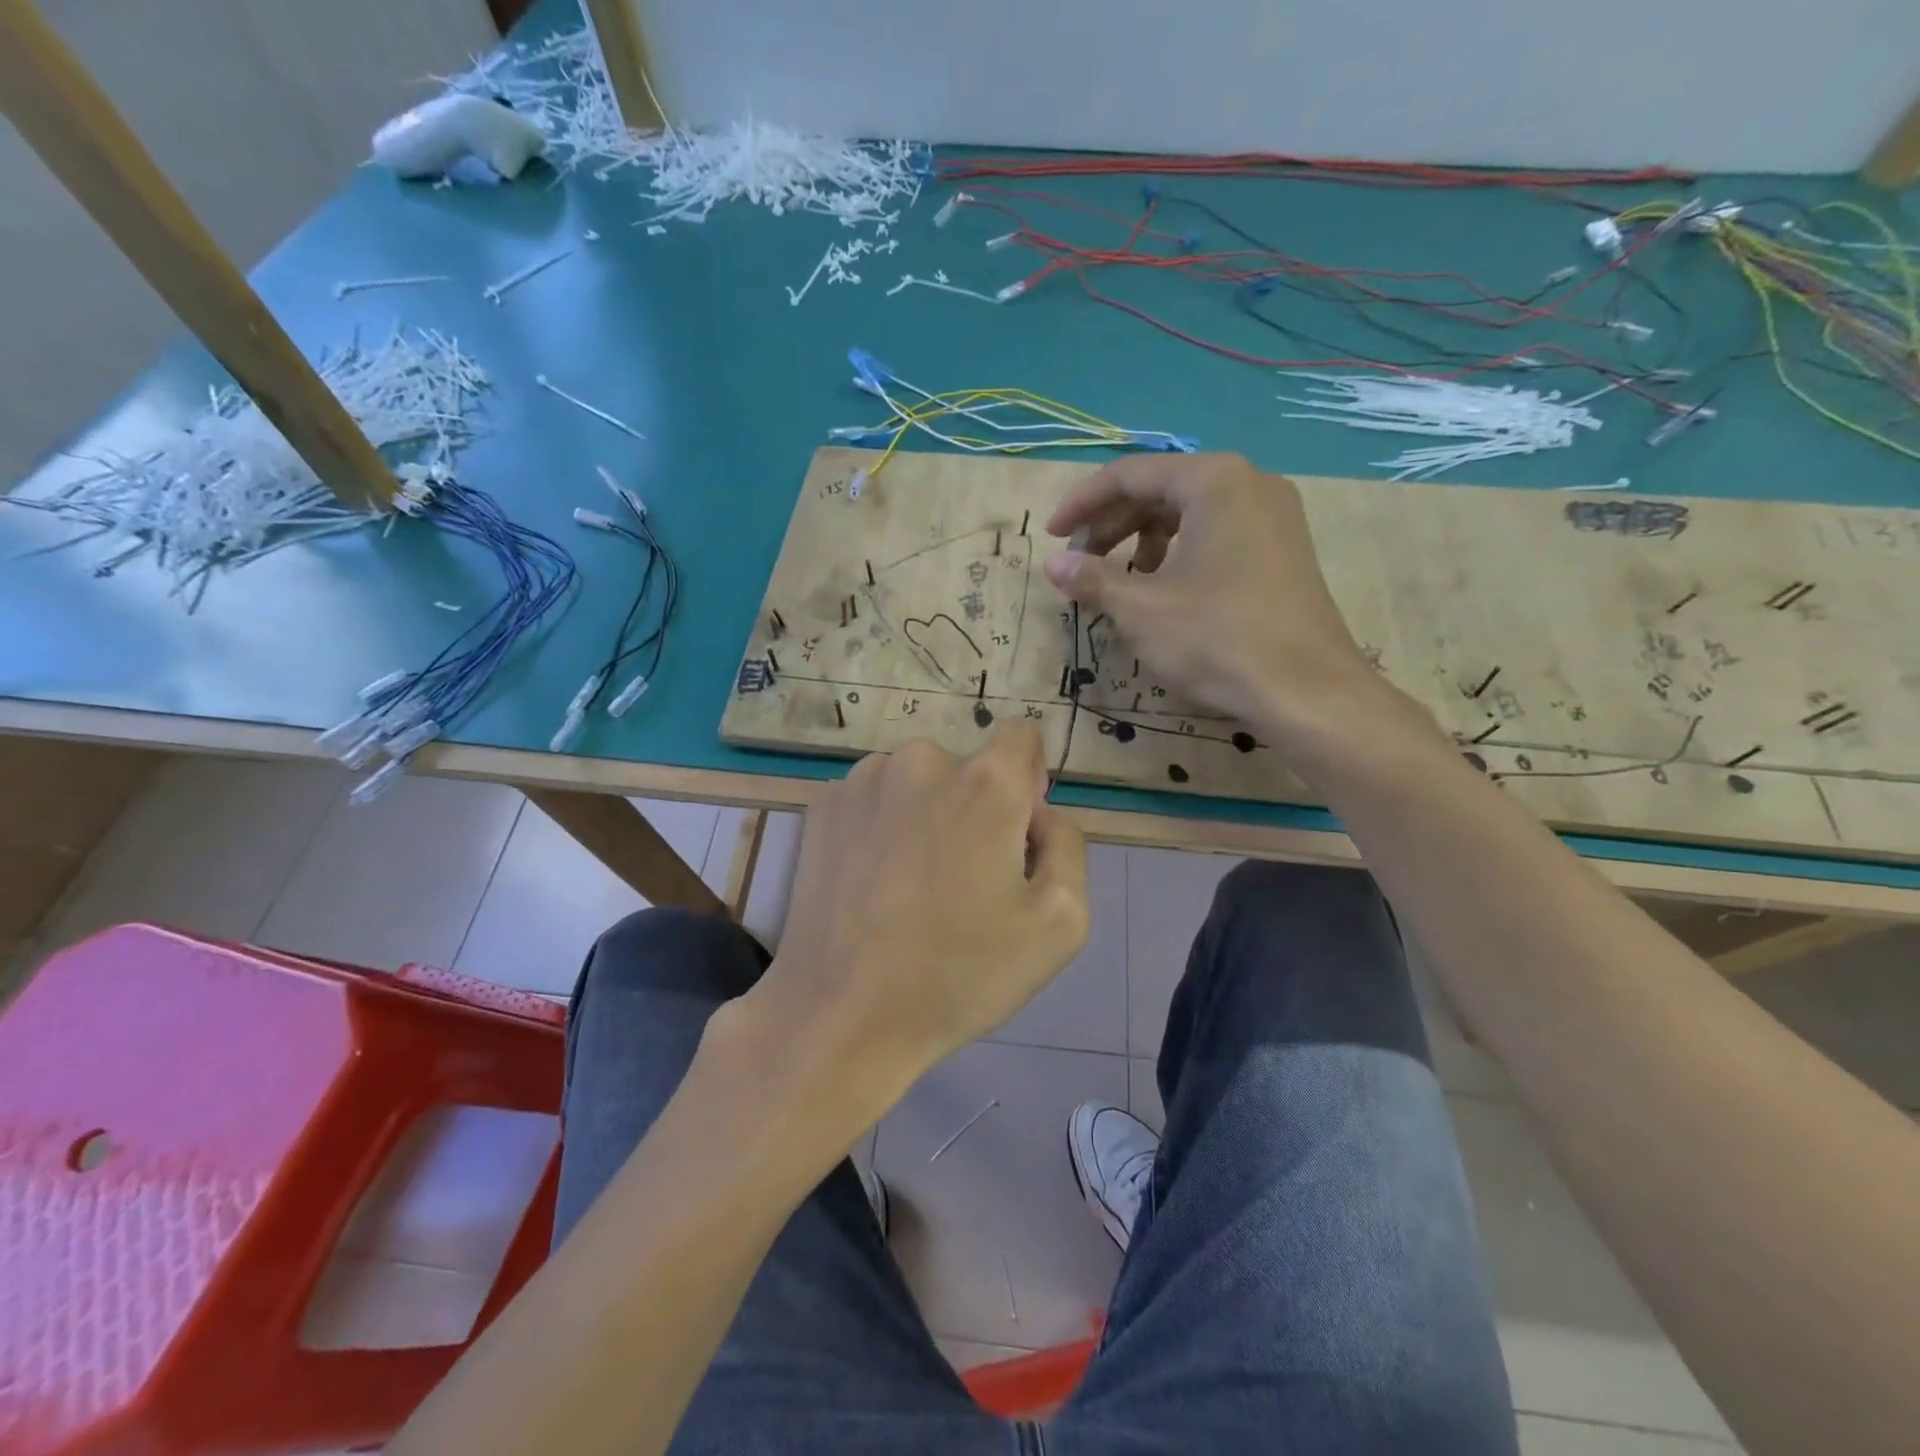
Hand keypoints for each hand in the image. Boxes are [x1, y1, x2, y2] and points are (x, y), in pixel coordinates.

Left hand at [717, 721, 1088, 1126]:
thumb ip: (1068, 845)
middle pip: (967, 768)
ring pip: (918, 783)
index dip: (1028, 781)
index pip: (1021, 736)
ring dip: (927, 816)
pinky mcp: (822, 806)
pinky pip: (874, 801)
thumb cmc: (960, 973)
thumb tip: (1039, 815)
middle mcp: (921, 761)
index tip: (1015, 834)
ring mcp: (863, 780)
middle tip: (963, 881)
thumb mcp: (1061, 922)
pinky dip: (883, 828)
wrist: (842, 1014)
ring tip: (911, 886)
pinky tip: (872, 884)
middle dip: (977, 808)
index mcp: (984, 782)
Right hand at [1044, 453, 1410, 756]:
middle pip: (1162, 490)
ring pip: (1190, 514)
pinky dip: (1180, 553)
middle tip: (1080, 564)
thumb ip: (1092, 579)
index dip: (1082, 505)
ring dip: (1144, 540)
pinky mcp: (1284, 550)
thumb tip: (1053, 563)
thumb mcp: (1141, 609)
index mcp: (1213, 481)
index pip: (1130, 475)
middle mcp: (1249, 483)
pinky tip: (1166, 591)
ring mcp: (1274, 516)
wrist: (1307, 691)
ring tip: (1121, 581)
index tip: (1053, 536)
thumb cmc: (1216, 639)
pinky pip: (1218, 534)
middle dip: (1112, 525)